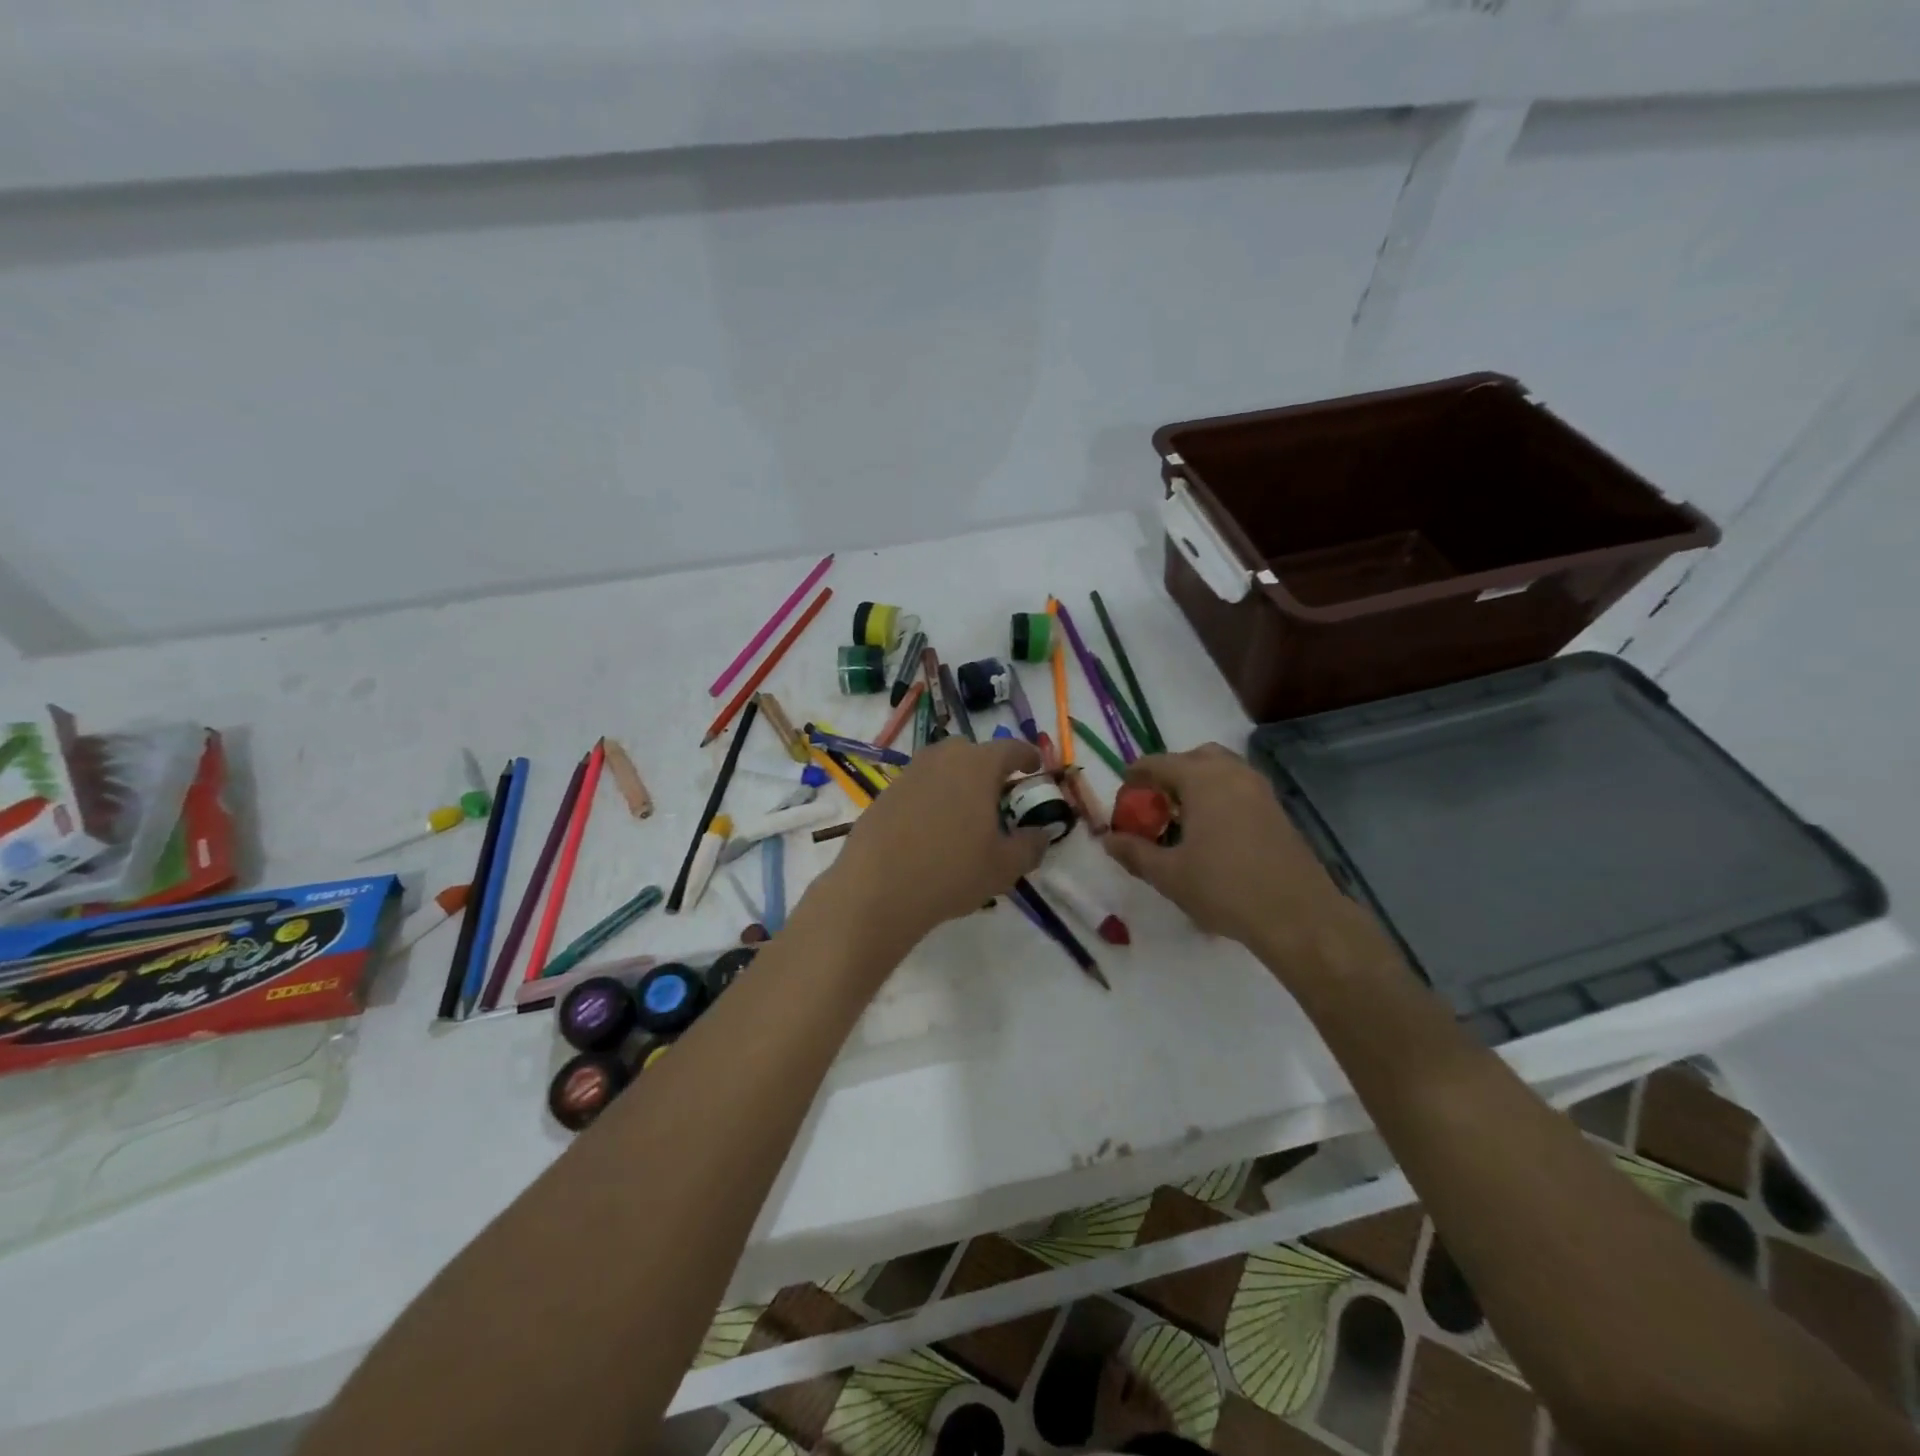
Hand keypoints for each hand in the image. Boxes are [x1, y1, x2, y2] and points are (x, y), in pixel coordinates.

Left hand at [811, 736, 1050, 961]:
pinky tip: (932, 828)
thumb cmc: (951, 872)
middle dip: (988, 766)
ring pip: (940, 766)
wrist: (876, 889)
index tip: (1035, 767)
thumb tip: (1041, 834)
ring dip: (957, 780)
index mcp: (978, 766)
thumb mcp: (1004, 867)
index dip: (1026, 756)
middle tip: (998, 793)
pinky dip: (931, 797)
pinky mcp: (885, 794)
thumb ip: (1030, 846)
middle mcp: (942, 759)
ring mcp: (909, 774)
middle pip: (971, 751)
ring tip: (965, 811)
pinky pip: (917, 786)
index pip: (1010, 748)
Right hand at [1103, 744, 1390, 972]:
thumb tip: (1107, 839)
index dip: (1136, 775)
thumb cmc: (1224, 888)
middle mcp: (1233, 774)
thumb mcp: (1168, 874)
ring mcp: (1260, 790)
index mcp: (1202, 780)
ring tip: (1182, 817)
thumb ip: (1134, 852)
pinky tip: (1212, 832)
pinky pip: (1240, 788)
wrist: (1297, 916)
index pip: (1159, 763)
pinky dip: (1220, 796)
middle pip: (1195, 757)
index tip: (1123, 795)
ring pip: (1222, 770)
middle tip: (1155, 802)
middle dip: (1171, 773)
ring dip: (1198, 783)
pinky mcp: (1277, 810)